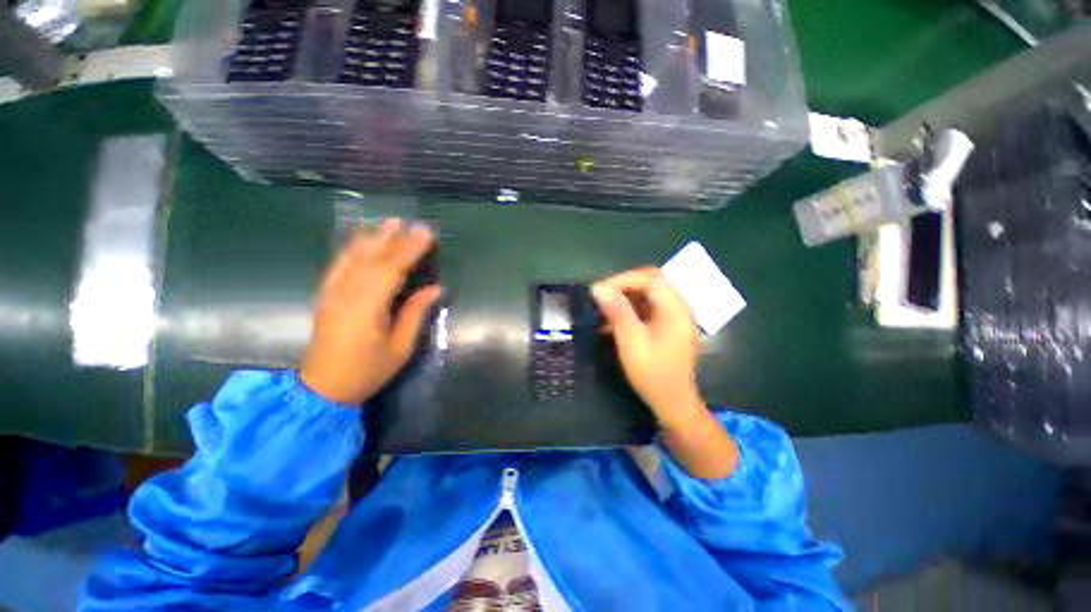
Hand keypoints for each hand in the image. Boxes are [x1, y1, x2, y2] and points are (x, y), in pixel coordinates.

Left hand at [300, 219, 440, 404]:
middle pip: (373, 258)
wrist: (322, 388)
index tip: (427, 234)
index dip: (410, 249)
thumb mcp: (400, 347)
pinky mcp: (326, 295)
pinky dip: (352, 248)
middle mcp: (346, 294)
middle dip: (396, 239)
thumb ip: (416, 313)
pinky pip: (338, 264)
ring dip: (373, 237)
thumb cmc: (368, 371)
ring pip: (353, 257)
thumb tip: (435, 288)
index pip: (391, 269)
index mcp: (366, 308)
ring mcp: (332, 292)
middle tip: (415, 223)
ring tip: (391, 222)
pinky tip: (361, 239)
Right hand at [593, 268, 737, 478]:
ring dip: (626, 297)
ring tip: (604, 308)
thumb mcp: (631, 341)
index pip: (650, 279)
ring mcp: (675, 317)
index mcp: (675, 309)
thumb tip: (598, 288)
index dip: (623, 279)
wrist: (673, 403)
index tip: (600, 290)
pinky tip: (614, 322)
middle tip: (602, 295)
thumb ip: (617, 312)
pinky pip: (649, 309)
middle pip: (651, 283)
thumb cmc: (653, 373)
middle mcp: (679, 307)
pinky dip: (631, 310)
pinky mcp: (668, 326)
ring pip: (649, 295)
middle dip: (624, 285)